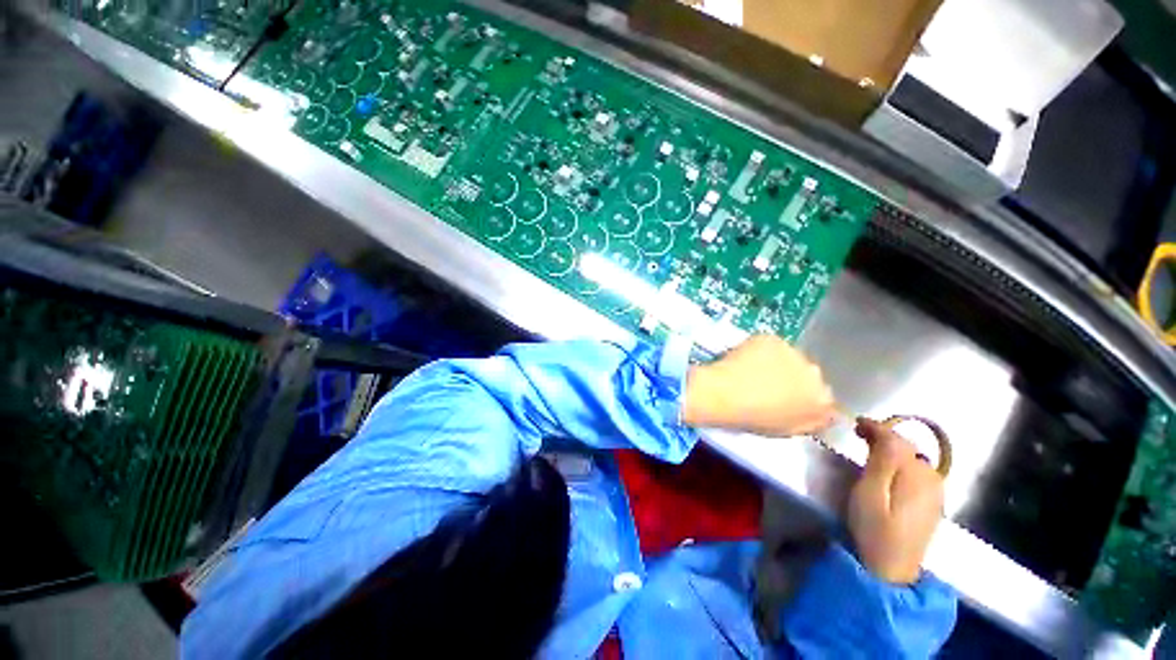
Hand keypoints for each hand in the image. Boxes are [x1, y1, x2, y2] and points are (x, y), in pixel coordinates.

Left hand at [682, 334, 835, 436]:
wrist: (725, 393)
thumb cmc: (754, 418)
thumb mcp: (788, 430)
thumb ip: (812, 421)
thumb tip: (825, 414)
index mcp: (821, 400)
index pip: (822, 396)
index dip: (802, 397)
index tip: (785, 399)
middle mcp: (814, 372)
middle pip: (806, 373)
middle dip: (791, 377)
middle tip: (766, 385)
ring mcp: (792, 352)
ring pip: (787, 356)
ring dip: (776, 362)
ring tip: (751, 371)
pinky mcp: (771, 339)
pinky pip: (769, 345)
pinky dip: (759, 350)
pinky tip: (744, 359)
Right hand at [848, 417, 943, 583]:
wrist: (891, 570)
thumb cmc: (874, 528)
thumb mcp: (870, 492)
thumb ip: (881, 461)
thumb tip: (885, 433)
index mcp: (917, 475)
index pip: (897, 440)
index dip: (876, 427)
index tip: (855, 422)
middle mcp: (932, 479)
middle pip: (907, 448)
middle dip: (883, 436)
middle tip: (858, 434)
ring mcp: (935, 493)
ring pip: (913, 459)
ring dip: (892, 449)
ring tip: (869, 447)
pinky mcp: (931, 504)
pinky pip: (917, 472)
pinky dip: (900, 463)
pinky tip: (887, 468)